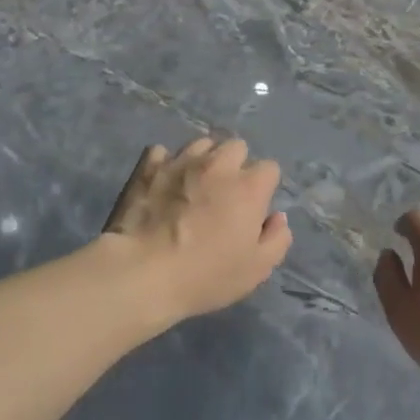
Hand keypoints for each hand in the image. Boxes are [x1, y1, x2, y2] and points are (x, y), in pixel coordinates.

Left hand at [103, 137, 292, 325]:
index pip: (270, 168)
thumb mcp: (256, 269)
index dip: (264, 188)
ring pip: (201, 144)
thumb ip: (277, 239)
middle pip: (237, 146)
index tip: (253, 209)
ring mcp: (181, 161)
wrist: (141, 272)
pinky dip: (166, 164)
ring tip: (194, 184)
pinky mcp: (149, 167)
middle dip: (236, 165)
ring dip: (204, 160)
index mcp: (248, 187)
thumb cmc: (205, 275)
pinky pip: (163, 153)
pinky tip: (163, 183)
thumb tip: (277, 218)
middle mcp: (218, 165)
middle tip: (225, 193)